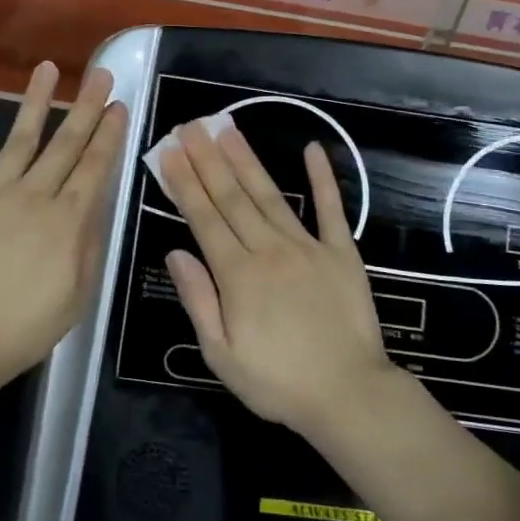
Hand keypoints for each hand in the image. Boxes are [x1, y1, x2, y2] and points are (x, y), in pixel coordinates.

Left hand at [0, 61, 127, 387]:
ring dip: (36, 102)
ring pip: (20, 138)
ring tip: (48, 69)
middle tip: (99, 74)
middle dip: (85, 106)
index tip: (118, 105)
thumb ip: (89, 246)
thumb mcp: (78, 296)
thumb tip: (96, 206)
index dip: (108, 134)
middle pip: (65, 144)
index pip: (94, 167)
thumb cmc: (24, 328)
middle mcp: (35, 196)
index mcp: (68, 221)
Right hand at [161, 120, 394, 432]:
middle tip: (192, 126)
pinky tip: (312, 149)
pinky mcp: (341, 252)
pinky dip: (322, 178)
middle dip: (208, 159)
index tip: (170, 152)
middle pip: (232, 197)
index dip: (185, 183)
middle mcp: (269, 250)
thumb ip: (198, 300)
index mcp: (238, 275)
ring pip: (270, 195)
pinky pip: (330, 209)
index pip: (204, 218)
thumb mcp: (221, 354)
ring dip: (247, 160)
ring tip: (228, 128)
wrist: (348, 394)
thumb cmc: (277, 382)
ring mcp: (307, 247)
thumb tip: (175, 252)